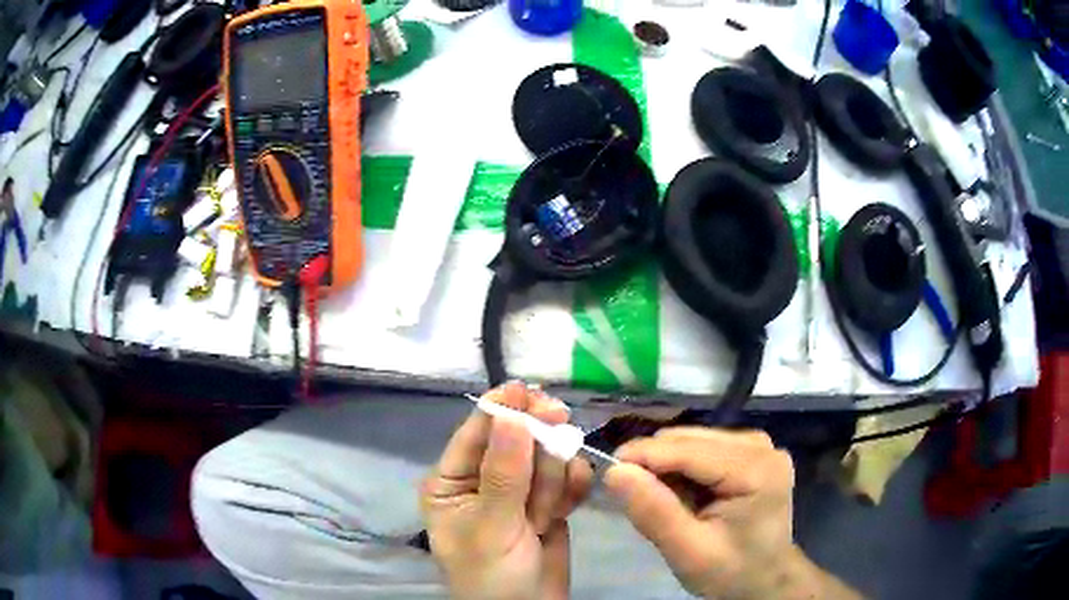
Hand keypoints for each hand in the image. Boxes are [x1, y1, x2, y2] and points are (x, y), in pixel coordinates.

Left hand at [420, 382, 592, 599]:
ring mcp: (518, 492)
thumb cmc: (492, 575)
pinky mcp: (548, 504)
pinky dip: (571, 486)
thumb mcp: (491, 527)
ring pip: (544, 458)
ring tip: (543, 515)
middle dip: (536, 441)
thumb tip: (509, 414)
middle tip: (560, 419)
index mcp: (450, 482)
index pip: (475, 434)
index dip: (500, 409)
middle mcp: (482, 480)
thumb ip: (503, 473)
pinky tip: (568, 502)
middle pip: (515, 439)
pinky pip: (564, 480)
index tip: (525, 389)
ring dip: (551, 478)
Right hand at [604, 428, 861, 599]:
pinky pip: (702, 448)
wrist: (765, 579)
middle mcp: (760, 445)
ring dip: (667, 467)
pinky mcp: (751, 450)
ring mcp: (758, 444)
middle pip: (688, 439)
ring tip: (663, 503)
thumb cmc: (730, 572)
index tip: (605, 473)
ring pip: (691, 440)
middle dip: (654, 465)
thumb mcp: (688, 552)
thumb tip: (614, 471)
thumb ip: (653, 512)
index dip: (642, 456)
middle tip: (636, 501)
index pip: (687, 449)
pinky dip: (682, 469)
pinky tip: (684, 496)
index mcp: (755, 469)